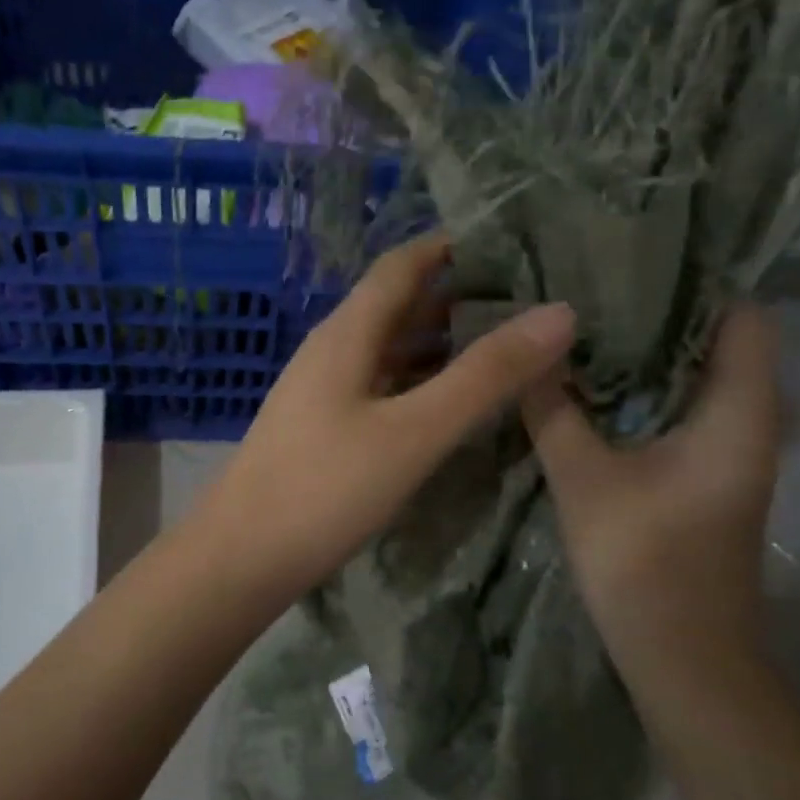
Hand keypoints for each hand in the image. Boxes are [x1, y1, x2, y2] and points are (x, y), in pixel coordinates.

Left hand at [201, 233, 575, 603]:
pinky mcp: (321, 430)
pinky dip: (418, 382)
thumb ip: (483, 375)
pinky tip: (449, 405)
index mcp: (346, 334)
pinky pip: (379, 387)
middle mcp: (331, 351)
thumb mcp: (414, 432)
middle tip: (528, 300)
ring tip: (504, 348)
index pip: (402, 265)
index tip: (513, 242)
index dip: (452, 245)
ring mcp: (322, 393)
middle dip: (457, 296)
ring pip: (388, 350)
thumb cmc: (324, 489)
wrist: (240, 558)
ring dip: (440, 343)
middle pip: (397, 305)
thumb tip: (559, 312)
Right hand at [522, 303, 781, 661]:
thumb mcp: (583, 477)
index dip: (698, 284)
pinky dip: (646, 392)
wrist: (681, 656)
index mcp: (739, 412)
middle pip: (720, 344)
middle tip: (593, 289)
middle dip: (661, 314)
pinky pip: (682, 412)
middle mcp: (749, 423)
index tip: (632, 261)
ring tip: (586, 327)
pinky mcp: (706, 477)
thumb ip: (554, 409)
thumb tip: (532, 350)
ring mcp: (730, 453)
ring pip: (697, 380)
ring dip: (650, 355)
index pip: (744, 317)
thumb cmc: (643, 560)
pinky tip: (592, 388)